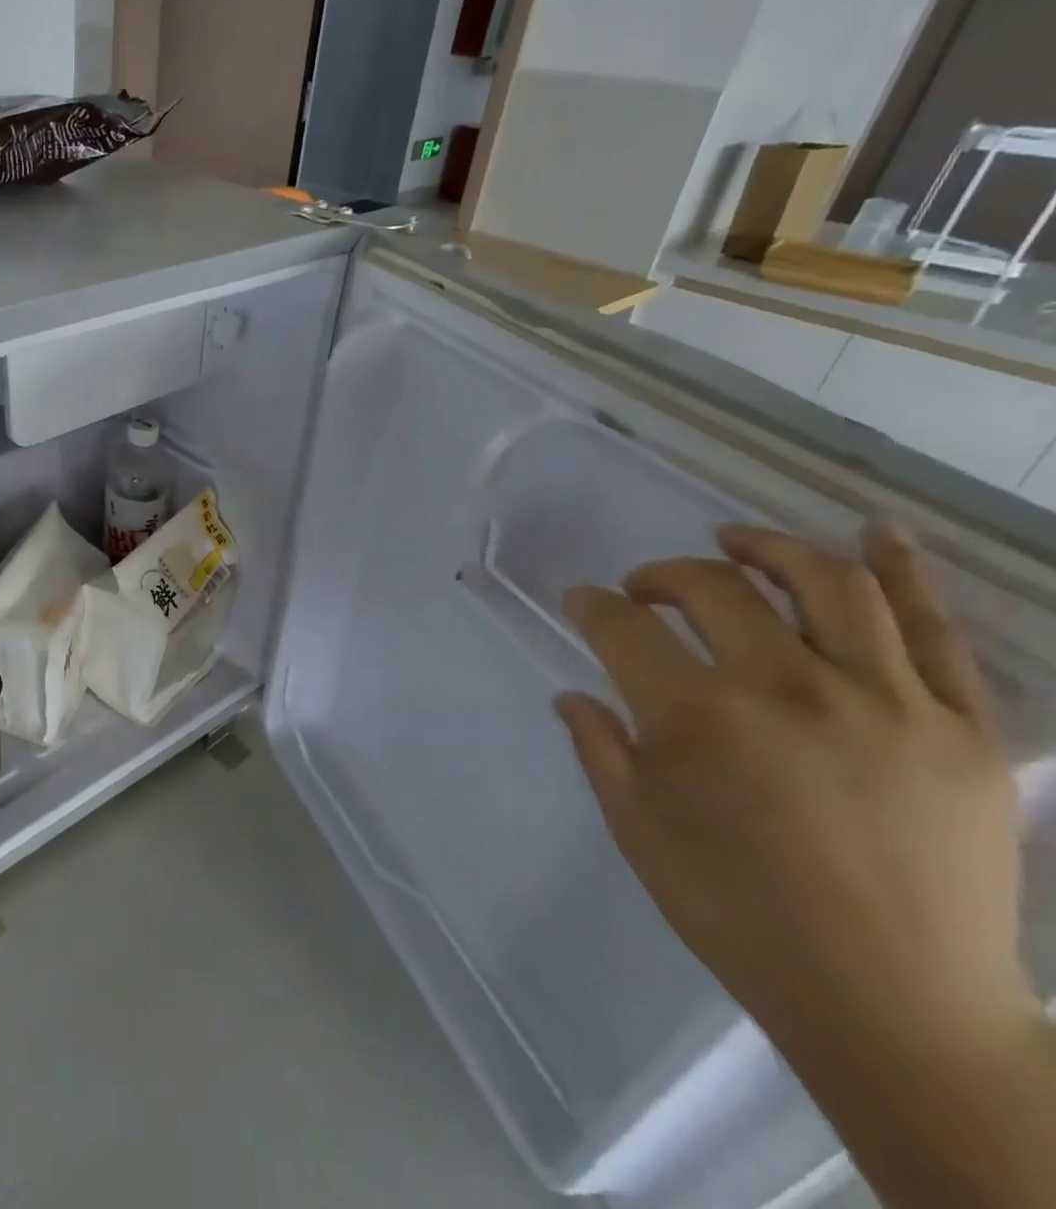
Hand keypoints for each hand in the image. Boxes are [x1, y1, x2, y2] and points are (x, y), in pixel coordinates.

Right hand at [555, 524, 1034, 1054]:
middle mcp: (785, 689)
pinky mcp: (962, 729)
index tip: (582, 603)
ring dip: (768, 548)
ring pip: (827, 584)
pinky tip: (876, 531)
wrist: (893, 1006)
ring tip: (735, 542)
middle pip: (712, 590)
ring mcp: (885, 702)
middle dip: (662, 575)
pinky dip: (905, 571)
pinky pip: (935, 630)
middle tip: (643, 589)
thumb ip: (598, 746)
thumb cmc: (736, 912)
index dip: (591, 605)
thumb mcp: (636, 827)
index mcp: (695, 717)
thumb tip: (573, 694)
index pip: (621, 626)